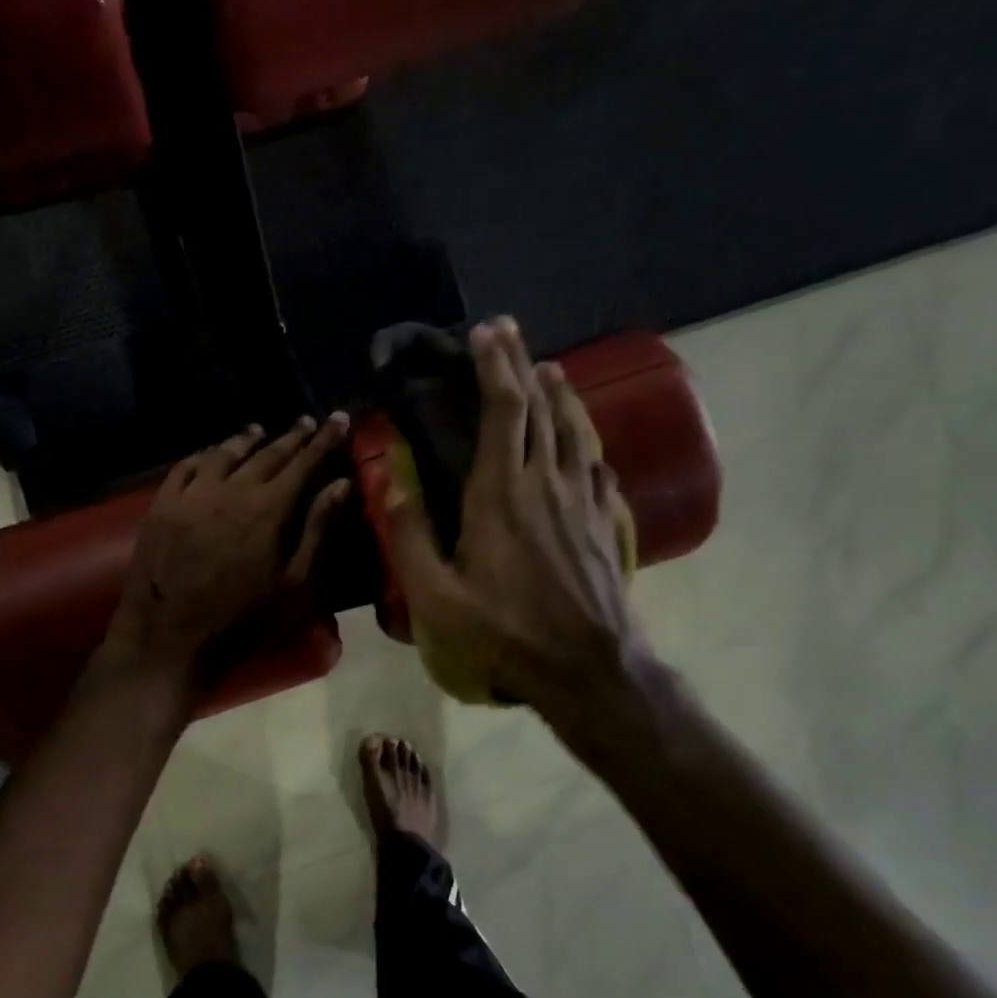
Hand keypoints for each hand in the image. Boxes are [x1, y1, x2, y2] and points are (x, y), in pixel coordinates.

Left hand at [105, 413, 353, 683]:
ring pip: (223, 453)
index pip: (303, 463)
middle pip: (266, 453)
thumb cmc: (242, 620)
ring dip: (245, 439)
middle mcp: (230, 490)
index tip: (339, 419)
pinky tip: (210, 454)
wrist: (170, 640)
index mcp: (268, 509)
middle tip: (307, 423)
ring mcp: (191, 495)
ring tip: (259, 431)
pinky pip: (184, 467)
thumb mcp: (294, 583)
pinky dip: (203, 455)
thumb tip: (342, 485)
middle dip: (291, 436)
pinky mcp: (161, 506)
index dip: (323, 440)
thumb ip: (318, 529)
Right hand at [386, 318, 655, 733]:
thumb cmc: (505, 632)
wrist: (589, 666)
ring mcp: (582, 499)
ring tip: (550, 368)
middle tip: (510, 331)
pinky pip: (597, 466)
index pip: (502, 411)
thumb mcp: (437, 597)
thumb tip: (391, 484)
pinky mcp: (605, 521)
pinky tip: (586, 440)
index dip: (495, 366)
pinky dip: (587, 441)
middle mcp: (546, 482)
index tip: (486, 332)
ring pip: (574, 430)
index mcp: (501, 493)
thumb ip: (410, 537)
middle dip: (522, 363)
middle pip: (539, 408)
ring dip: (560, 394)